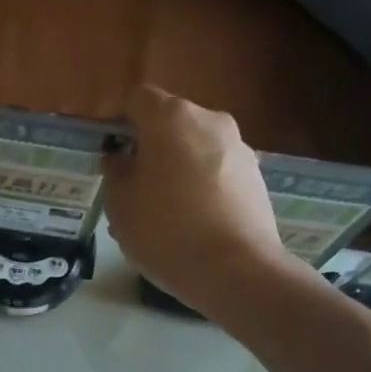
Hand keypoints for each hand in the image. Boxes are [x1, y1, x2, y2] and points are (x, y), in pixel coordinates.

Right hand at [102, 84, 289, 315]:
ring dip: (178, 169)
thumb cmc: (165, 232)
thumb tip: (120, 159)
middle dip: (152, 148)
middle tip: (136, 189)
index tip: (113, 156)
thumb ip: (116, 174)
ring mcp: (239, 148)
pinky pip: (218, 172)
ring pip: (196, 149)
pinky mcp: (256, 177)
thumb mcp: (121, 206)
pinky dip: (203, 187)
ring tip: (166, 214)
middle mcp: (210, 121)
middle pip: (171, 124)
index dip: (121, 124)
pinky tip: (194, 224)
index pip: (137, 100)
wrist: (235, 271)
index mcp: (171, 118)